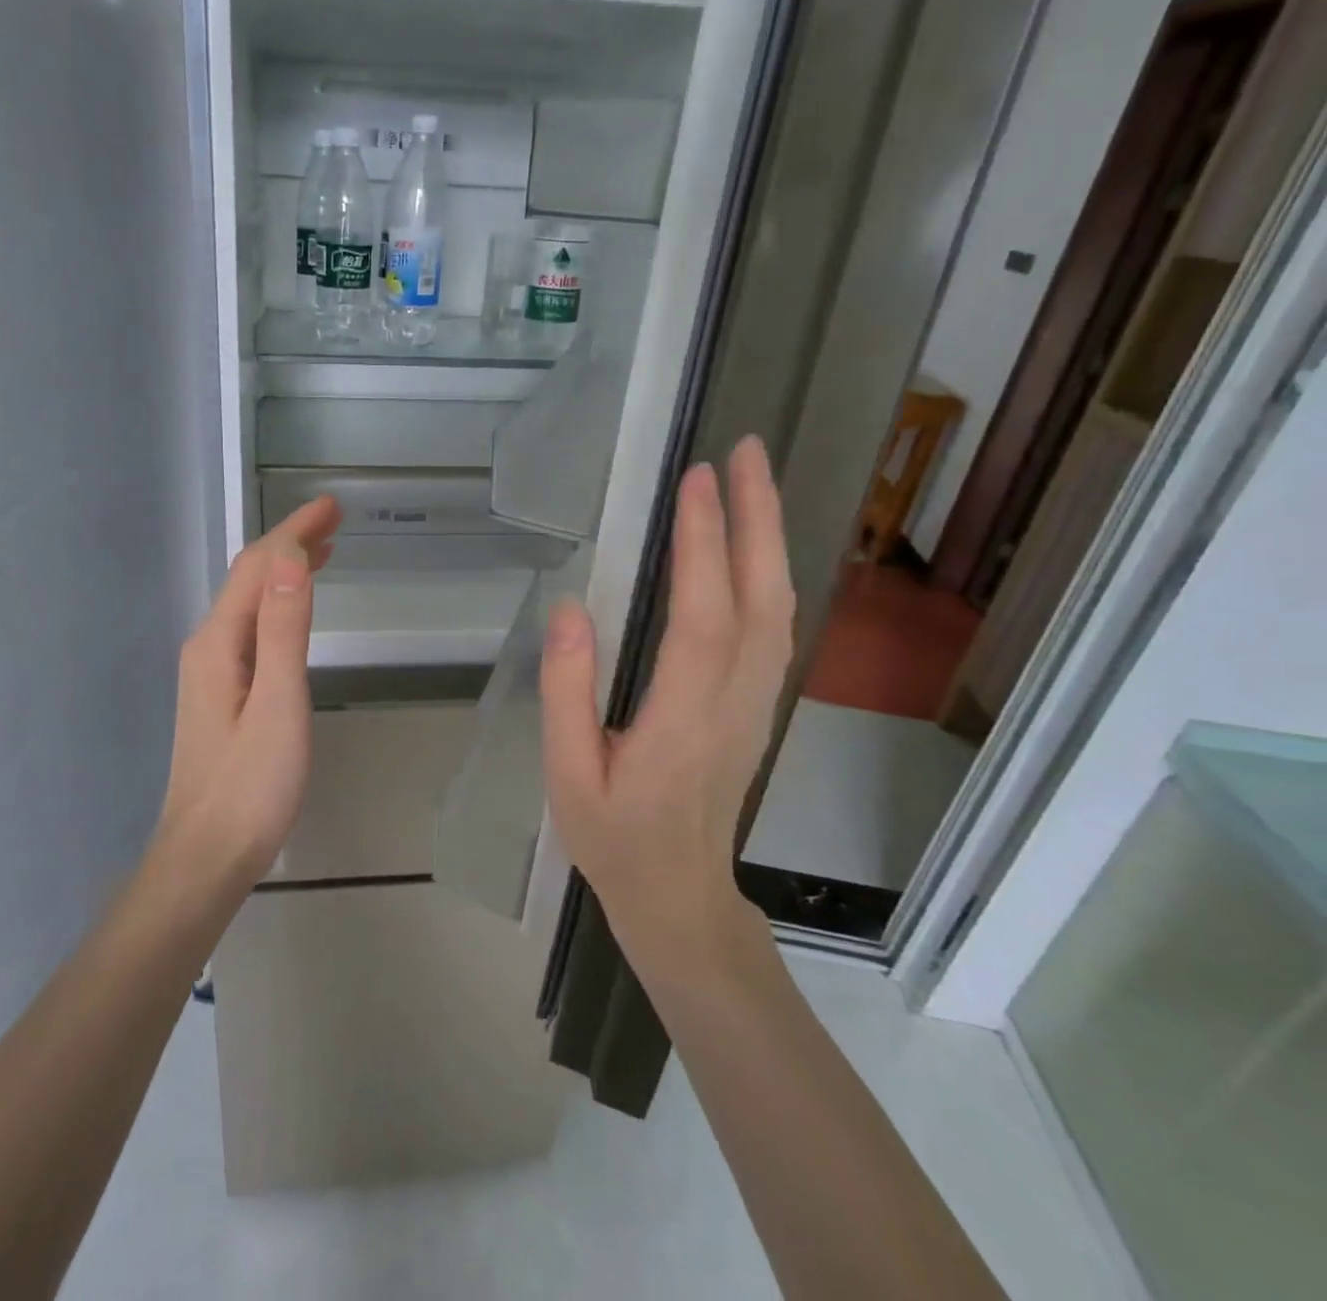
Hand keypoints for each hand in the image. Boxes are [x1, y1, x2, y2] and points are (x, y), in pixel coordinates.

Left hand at [154, 496, 342, 890]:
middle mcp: (208, 646)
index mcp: (219, 642)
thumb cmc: (251, 785)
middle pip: (249, 578)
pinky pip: (251, 628)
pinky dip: (277, 603)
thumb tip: (291, 559)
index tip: (333, 506)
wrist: (206, 855)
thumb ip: (283, 630)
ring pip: (249, 602)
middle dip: (290, 542)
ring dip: (284, 570)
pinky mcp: (220, 693)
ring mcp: (210, 670)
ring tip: (323, 551)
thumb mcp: (278, 704)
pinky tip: (294, 610)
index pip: (258, 567)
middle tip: (335, 520)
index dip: (295, 531)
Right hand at [539, 436, 794, 968]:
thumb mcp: (566, 774)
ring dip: (770, 537)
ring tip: (753, 479)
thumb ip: (567, 692)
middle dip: (756, 516)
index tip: (695, 480)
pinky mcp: (757, 705)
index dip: (702, 543)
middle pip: (761, 596)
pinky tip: (754, 547)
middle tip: (744, 451)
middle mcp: (733, 701)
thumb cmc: (613, 837)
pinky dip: (770, 573)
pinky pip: (775, 628)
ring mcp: (755, 703)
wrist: (677, 894)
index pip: (703, 615)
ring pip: (778, 608)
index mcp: (681, 719)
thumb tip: (570, 609)